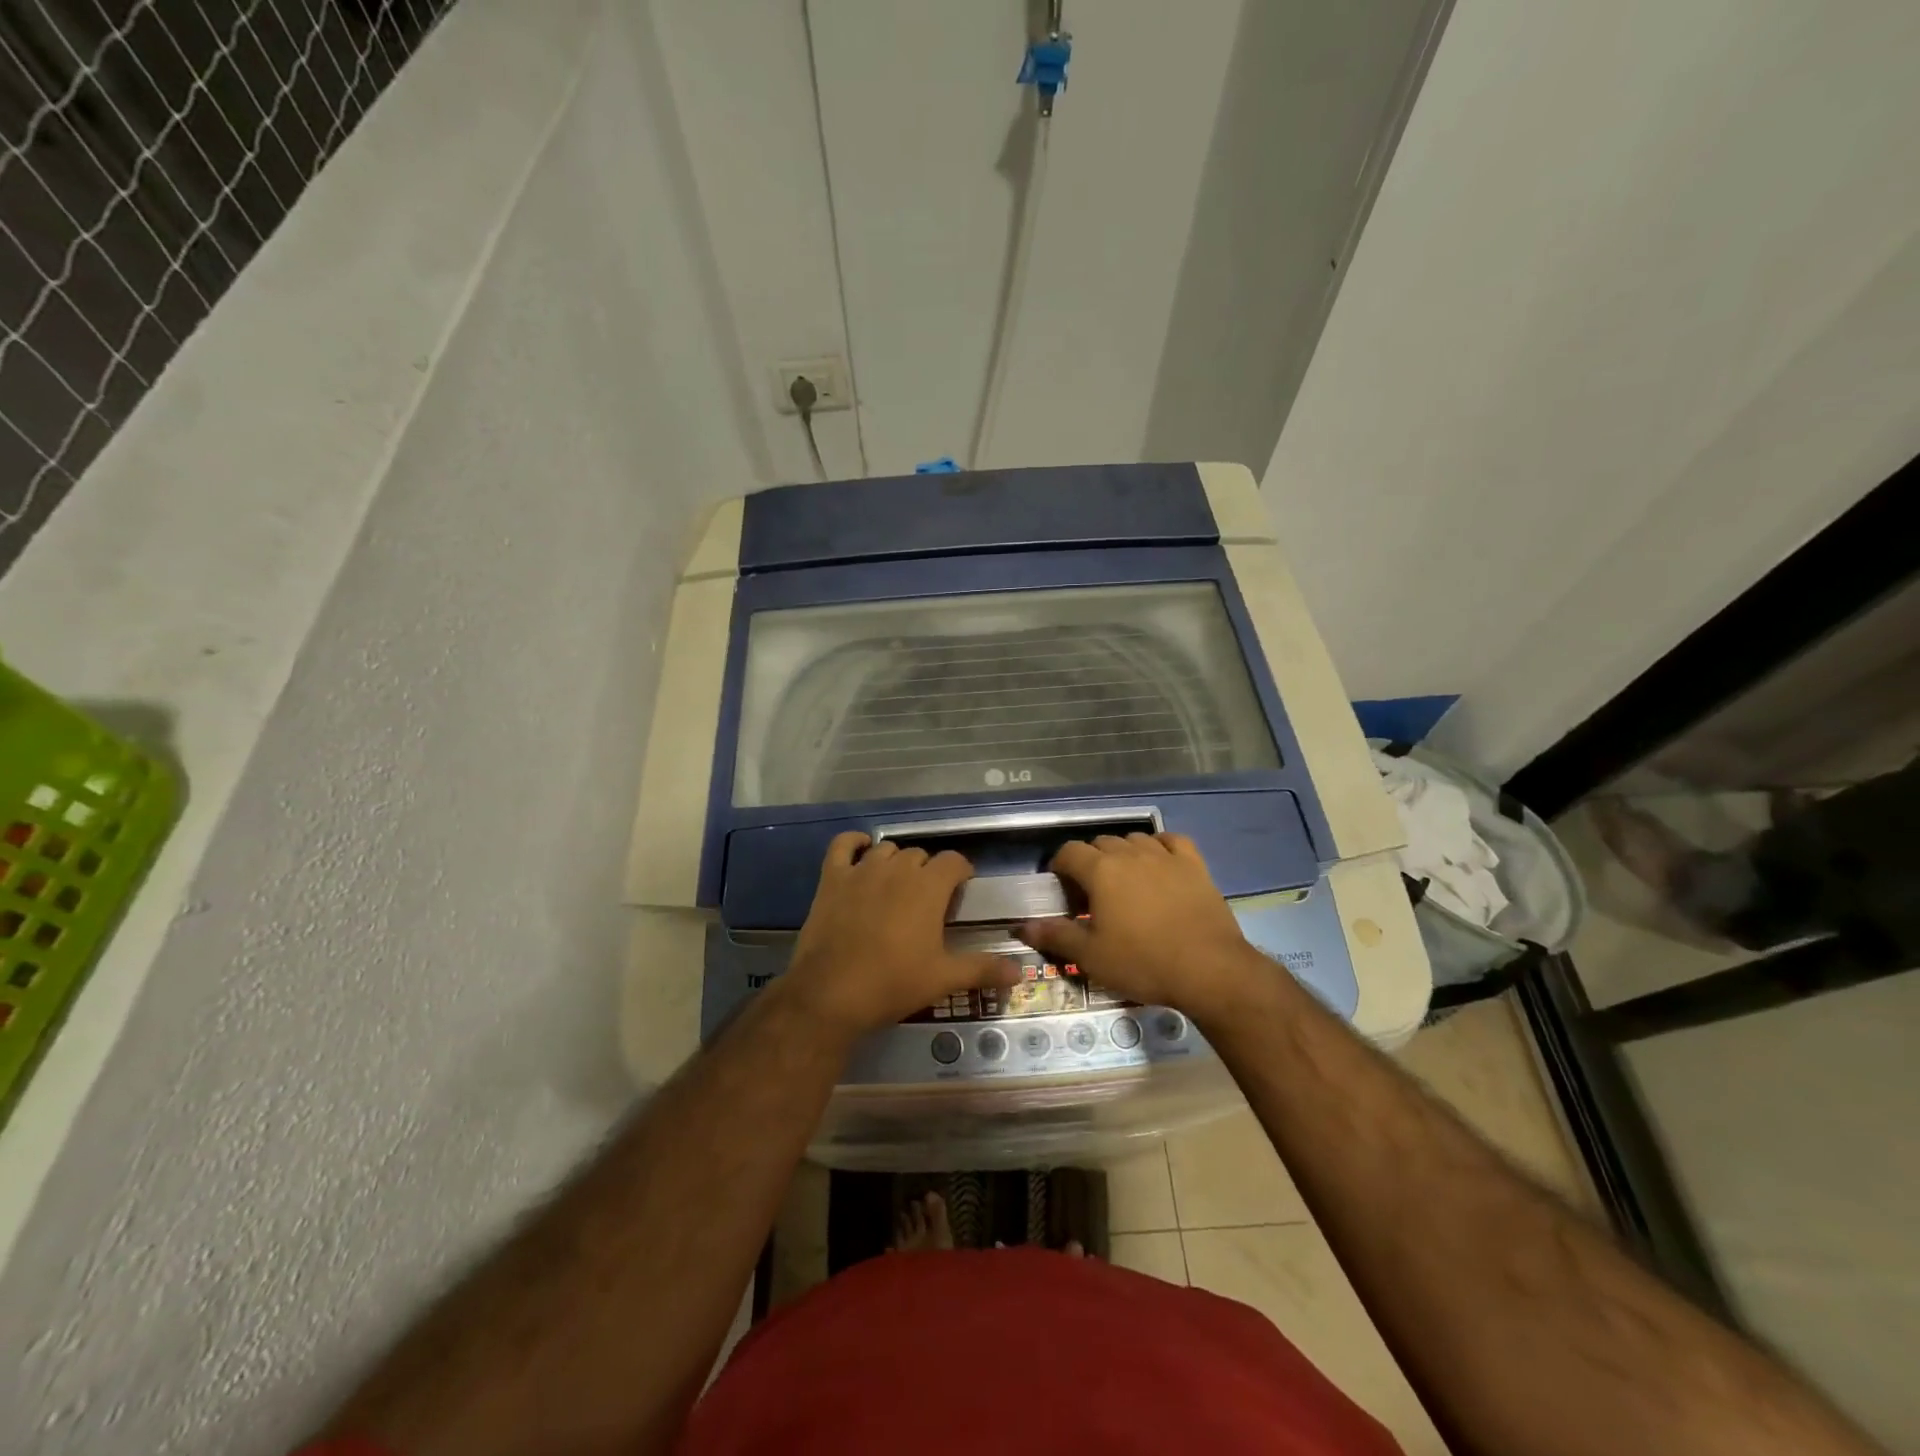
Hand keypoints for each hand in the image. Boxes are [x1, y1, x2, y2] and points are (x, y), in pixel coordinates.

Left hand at [783, 834, 1021, 1038]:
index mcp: (928, 887)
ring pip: (886, 849)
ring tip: (896, 886)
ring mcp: (862, 870)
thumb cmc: (893, 983)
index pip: (954, 861)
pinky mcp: (832, 878)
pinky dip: (853, 843)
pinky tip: (860, 852)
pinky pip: (843, 845)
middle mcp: (897, 868)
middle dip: (928, 872)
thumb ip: (982, 969)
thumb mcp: (943, 979)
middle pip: (920, 856)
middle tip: (927, 902)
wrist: (831, 993)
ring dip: (895, 862)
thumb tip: (1019, 972)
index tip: (961, 891)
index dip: (961, 873)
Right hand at [1018, 833, 1259, 1022]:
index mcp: (1101, 871)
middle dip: (1090, 861)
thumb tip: (1022, 927)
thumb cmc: (1143, 962)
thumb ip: (1055, 936)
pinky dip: (1161, 846)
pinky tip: (1159, 862)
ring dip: (1123, 853)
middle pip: (1101, 843)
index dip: (1059, 866)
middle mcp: (1130, 854)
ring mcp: (1165, 856)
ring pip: (1135, 840)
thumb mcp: (1091, 956)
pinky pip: (1172, 841)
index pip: (1069, 852)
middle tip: (1091, 892)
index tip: (1060, 888)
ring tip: (1124, 880)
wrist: (1209, 970)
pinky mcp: (1195, 865)